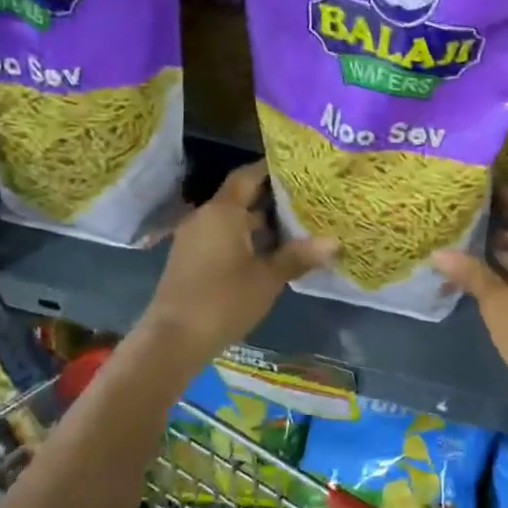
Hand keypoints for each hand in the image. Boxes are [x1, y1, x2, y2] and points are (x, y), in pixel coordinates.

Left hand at [138, 162, 337, 363]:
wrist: (172, 340)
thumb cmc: (223, 301)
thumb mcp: (268, 278)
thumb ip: (298, 256)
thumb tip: (334, 241)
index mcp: (223, 211)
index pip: (248, 175)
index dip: (272, 168)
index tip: (300, 167)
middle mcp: (206, 217)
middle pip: (242, 197)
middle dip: (273, 198)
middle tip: (308, 197)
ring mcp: (195, 238)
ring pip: (233, 220)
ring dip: (261, 222)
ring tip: (297, 224)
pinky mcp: (192, 259)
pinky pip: (223, 237)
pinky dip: (247, 238)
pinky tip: (271, 251)